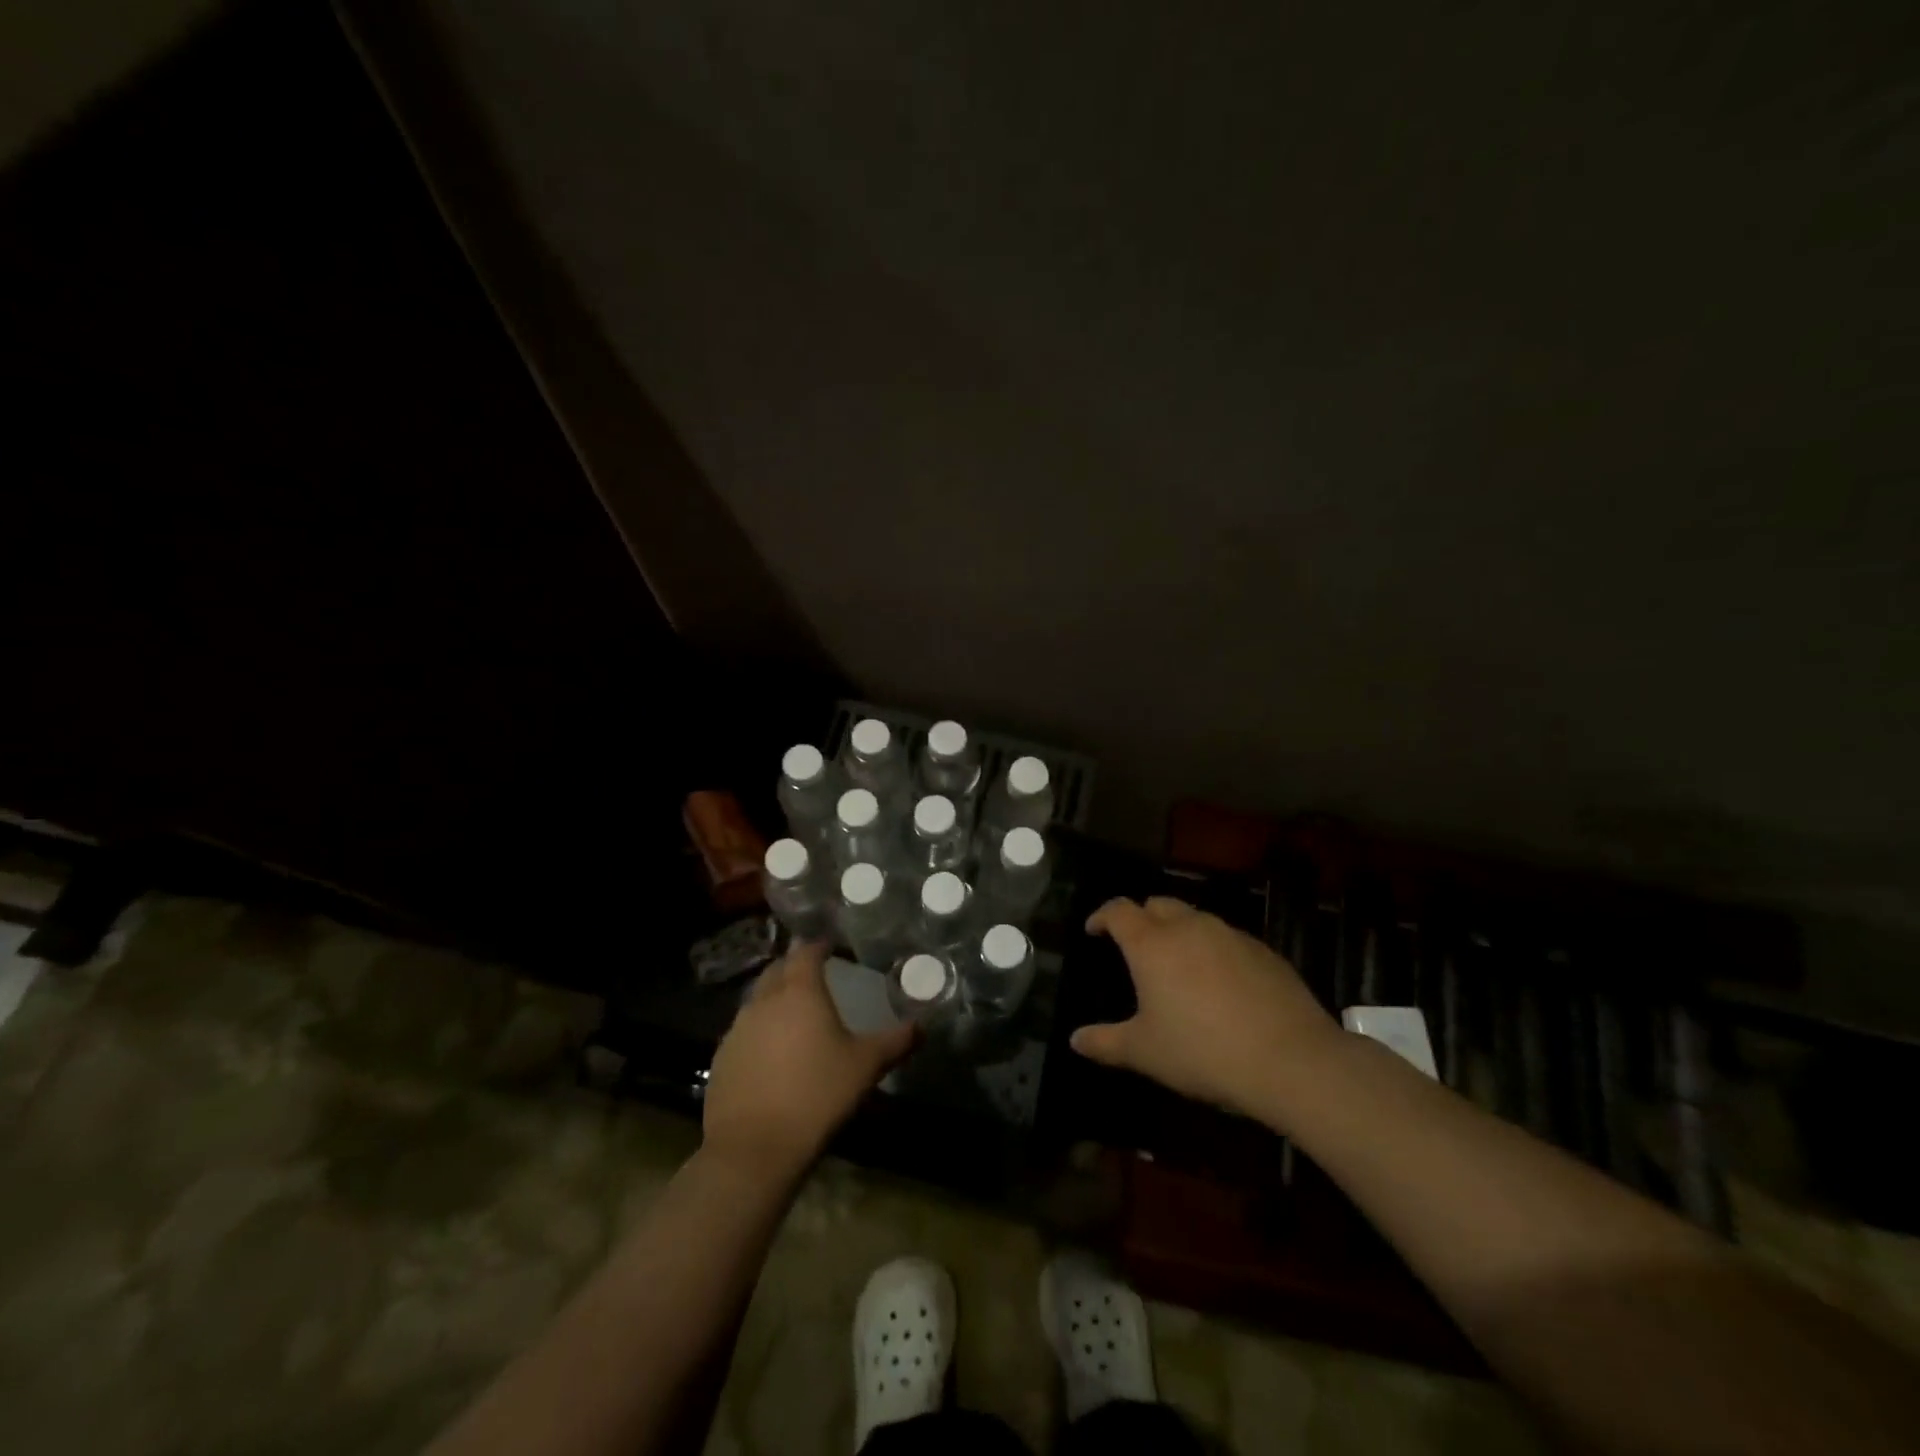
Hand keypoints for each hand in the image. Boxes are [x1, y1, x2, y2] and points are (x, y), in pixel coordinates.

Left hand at [702, 941, 914, 1178]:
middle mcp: (764, 1001)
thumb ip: (895, 1042)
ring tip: (795, 1014)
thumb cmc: (816, 1095)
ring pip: (757, 1000)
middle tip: (814, 976)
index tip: (831, 947)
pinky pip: (744, 1031)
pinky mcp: (721, 1059)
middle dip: (794, 967)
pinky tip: (772, 1053)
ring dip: (774, 998)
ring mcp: (737, 1030)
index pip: (805, 953)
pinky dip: (760, 1030)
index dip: (818, 946)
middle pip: (777, 970)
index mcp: (799, 992)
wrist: (753, 1148)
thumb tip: (922, 1026)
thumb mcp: (865, 1067)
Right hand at [1073, 897, 1342, 1120]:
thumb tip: (1075, 1040)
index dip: (1102, 916)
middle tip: (1135, 946)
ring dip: (1179, 931)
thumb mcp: (1145, 1053)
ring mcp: (1230, 935)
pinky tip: (1220, 983)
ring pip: (1195, 918)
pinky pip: (1227, 938)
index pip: (1118, 910)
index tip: (1094, 930)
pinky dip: (1213, 949)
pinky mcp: (1264, 950)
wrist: (1291, 1060)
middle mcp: (1189, 927)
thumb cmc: (1202, 1052)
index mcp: (1152, 944)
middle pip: (1157, 904)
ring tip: (1178, 964)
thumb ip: (1105, 1043)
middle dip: (1141, 917)